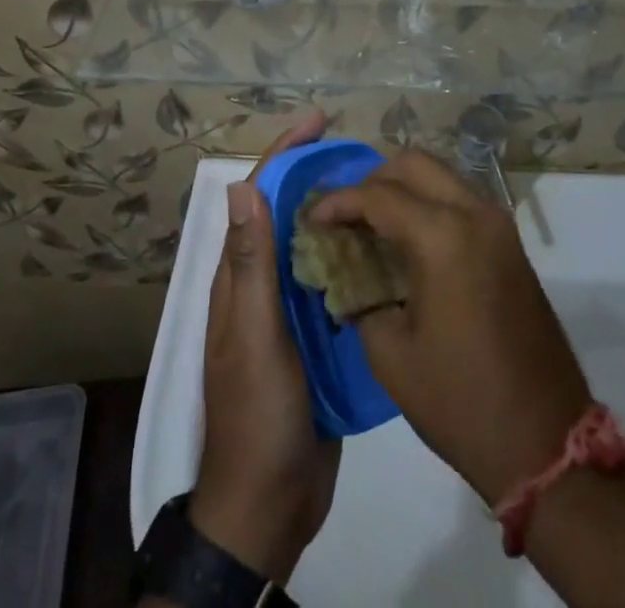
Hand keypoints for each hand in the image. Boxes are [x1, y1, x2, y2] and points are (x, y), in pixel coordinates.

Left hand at [191, 111, 340, 583]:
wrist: (270, 503)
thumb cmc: (258, 413)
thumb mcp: (253, 336)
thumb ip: (250, 266)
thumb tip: (243, 186)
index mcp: (239, 276)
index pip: (258, 196)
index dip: (285, 154)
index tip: (319, 121)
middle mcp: (261, 284)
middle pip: (287, 212)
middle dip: (316, 173)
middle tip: (363, 154)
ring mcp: (288, 310)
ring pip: (312, 244)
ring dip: (339, 212)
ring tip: (382, 190)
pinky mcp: (314, 335)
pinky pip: (332, 281)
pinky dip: (352, 256)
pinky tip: (385, 249)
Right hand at [308, 151, 592, 505]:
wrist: (545, 441)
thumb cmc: (461, 401)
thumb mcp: (392, 355)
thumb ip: (360, 298)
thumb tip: (344, 273)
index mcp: (443, 237)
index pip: (379, 195)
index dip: (339, 201)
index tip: (311, 217)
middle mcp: (474, 214)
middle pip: (414, 164)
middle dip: (373, 181)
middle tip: (346, 216)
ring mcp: (498, 225)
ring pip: (440, 176)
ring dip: (403, 189)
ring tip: (372, 226)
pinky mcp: (510, 242)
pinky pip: (460, 199)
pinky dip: (429, 204)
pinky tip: (407, 242)